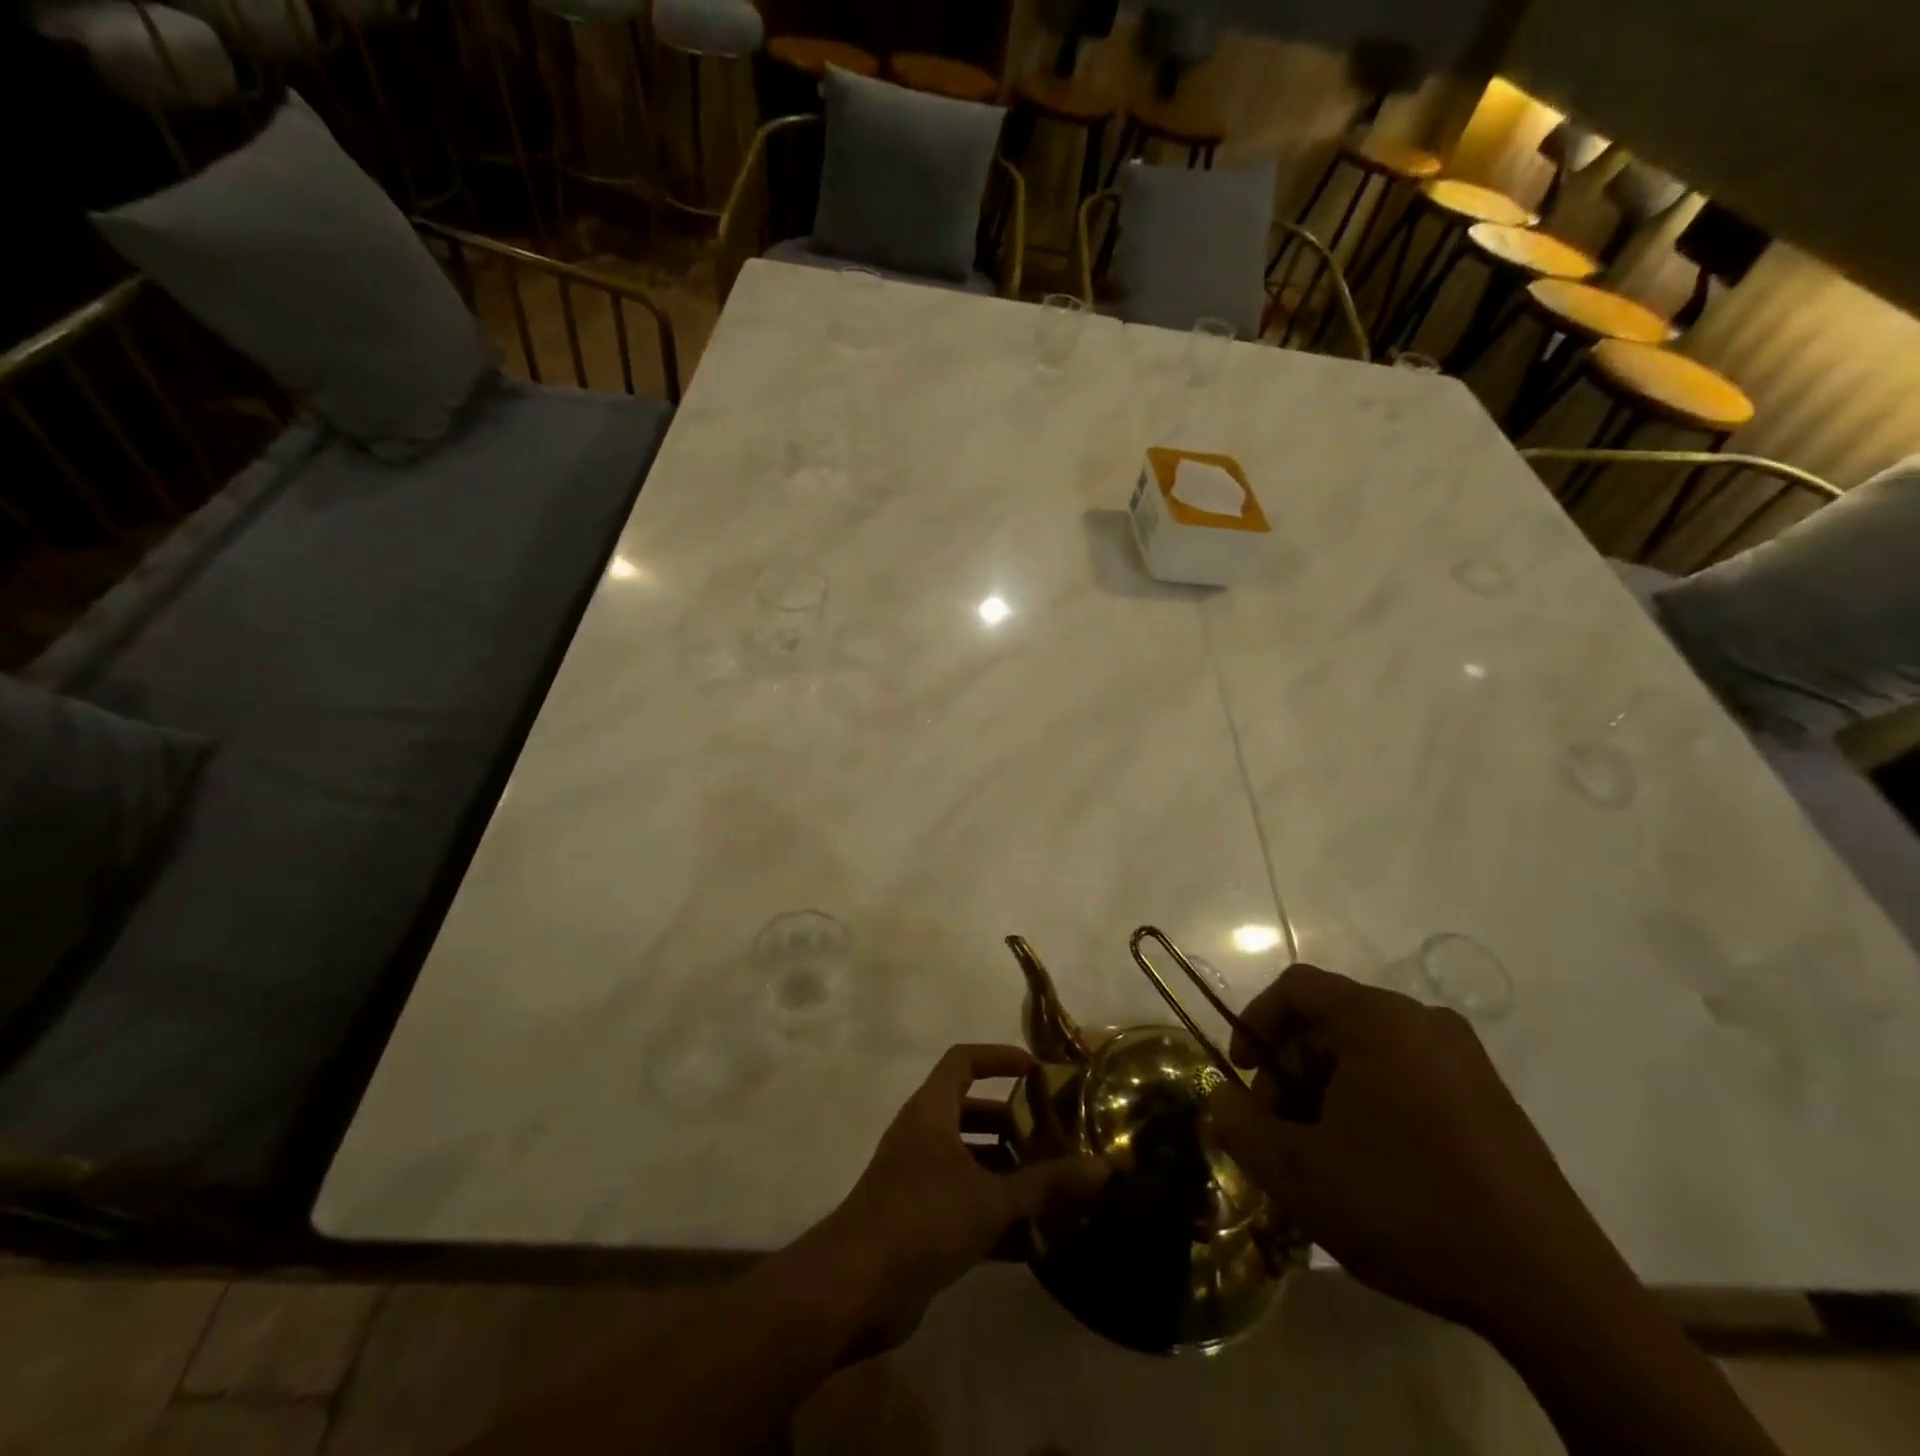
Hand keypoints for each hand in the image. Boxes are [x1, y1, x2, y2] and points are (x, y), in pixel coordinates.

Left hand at [803, 1044, 1108, 1352]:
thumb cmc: (922, 1218)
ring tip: (1053, 1191)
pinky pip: (964, 1203)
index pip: (964, 1060)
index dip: (999, 1057)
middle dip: (1012, 1125)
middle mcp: (923, 1135)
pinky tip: (1034, 1241)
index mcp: (932, 1110)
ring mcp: (917, 1177)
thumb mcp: (990, 1199)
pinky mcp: (917, 1219)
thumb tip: (1102, 1168)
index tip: (1037, 1071)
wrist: (855, 1287)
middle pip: (971, 1112)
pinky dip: (994, 1214)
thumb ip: (1046, 1184)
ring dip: (1007, 1174)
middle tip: (1054, 1140)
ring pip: (970, 1161)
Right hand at [1210, 966, 1624, 1336]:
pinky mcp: (1491, 1102)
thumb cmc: (1406, 1207)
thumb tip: (1222, 1098)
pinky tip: (1371, 1167)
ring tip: (1320, 1156)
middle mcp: (1424, 1022)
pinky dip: (1371, 1105)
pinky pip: (1408, 1079)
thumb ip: (1239, 1125)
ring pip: (1369, 1053)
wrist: (1553, 1293)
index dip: (1255, 1022)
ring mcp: (1466, 1061)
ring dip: (1327, 1092)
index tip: (1243, 1075)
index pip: (1296, 987)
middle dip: (1290, 1070)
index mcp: (1379, 1020)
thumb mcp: (1297, 1172)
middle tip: (1277, 1130)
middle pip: (1330, 1021)